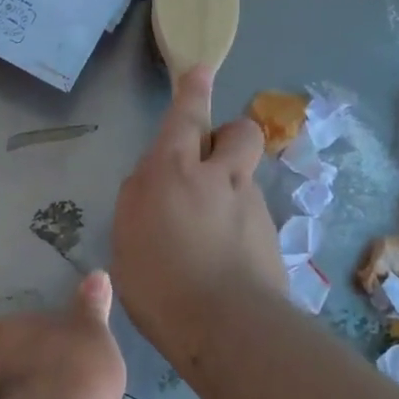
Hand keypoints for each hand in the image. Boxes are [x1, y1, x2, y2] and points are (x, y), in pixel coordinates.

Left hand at [0, 272, 125, 398]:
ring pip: (8, 398)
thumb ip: (92, 306)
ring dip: (27, 397)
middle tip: (43, 364)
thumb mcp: (92, 329)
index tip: (3, 339)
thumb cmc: (71, 365)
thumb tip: (97, 274)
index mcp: (1, 335)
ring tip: (58, 397)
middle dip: (16, 367)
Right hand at [111, 67, 287, 348]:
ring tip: (208, 232)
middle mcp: (219, 177)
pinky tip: (224, 259)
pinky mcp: (271, 235)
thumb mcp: (127, 236)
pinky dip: (239, 224)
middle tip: (210, 162)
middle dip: (229, 135)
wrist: (227, 327)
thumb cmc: (159, 282)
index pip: (187, 116)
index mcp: (175, 171)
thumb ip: (140, 198)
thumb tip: (154, 180)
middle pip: (240, 132)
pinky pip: (252, 213)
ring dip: (230, 188)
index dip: (193, 90)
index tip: (201, 70)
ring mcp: (252, 205)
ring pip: (245, 177)